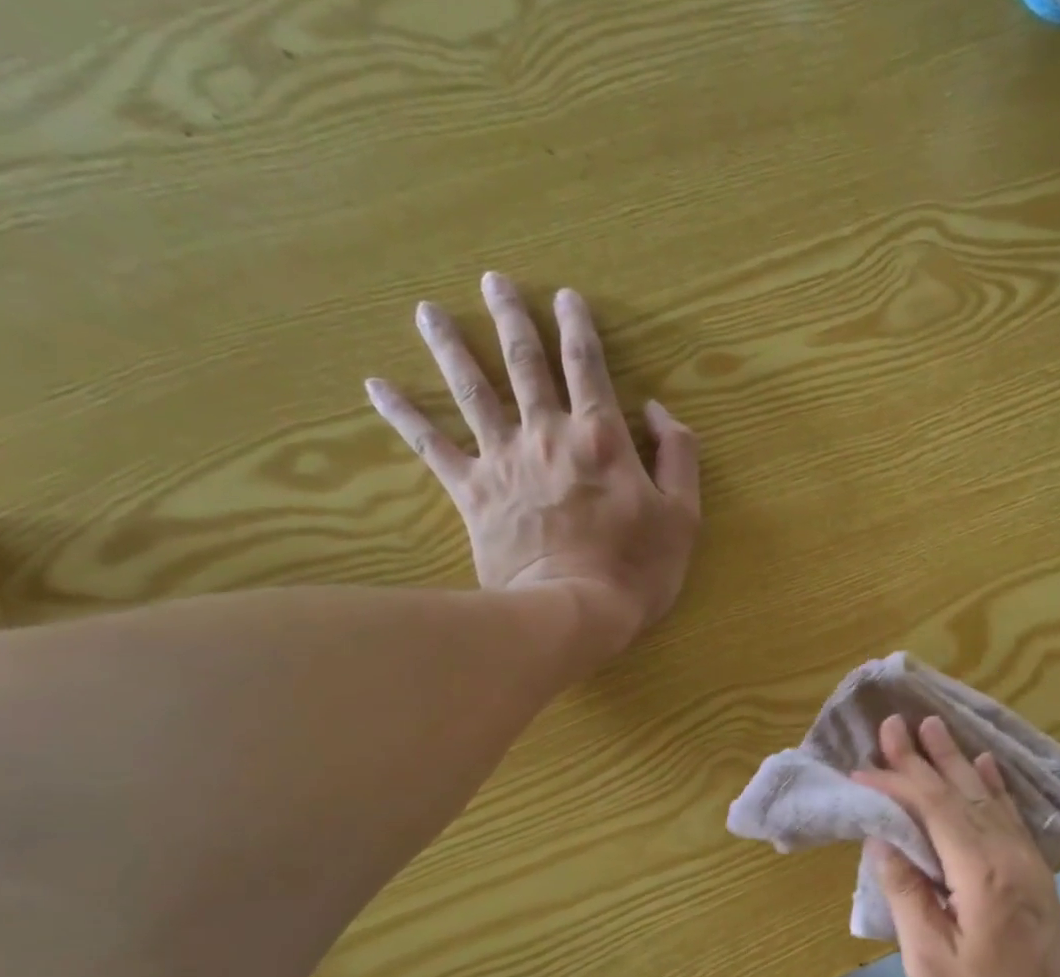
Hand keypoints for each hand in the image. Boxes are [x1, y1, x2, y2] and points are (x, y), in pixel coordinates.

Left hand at [365, 272, 699, 649]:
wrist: (573, 611)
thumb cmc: (637, 568)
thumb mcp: (684, 516)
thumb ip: (679, 456)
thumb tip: (658, 411)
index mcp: (601, 437)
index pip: (588, 367)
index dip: (579, 329)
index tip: (567, 298)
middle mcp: (547, 434)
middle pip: (524, 363)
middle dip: (511, 318)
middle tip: (493, 282)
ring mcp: (504, 460)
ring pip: (472, 389)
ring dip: (451, 346)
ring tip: (428, 311)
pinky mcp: (472, 492)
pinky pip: (431, 446)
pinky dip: (403, 414)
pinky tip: (376, 385)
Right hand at [854, 715, 1059, 976]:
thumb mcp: (929, 960)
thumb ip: (907, 893)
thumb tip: (884, 839)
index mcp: (980, 873)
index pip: (933, 810)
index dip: (897, 784)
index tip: (862, 770)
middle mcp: (1008, 853)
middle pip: (959, 792)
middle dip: (922, 757)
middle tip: (894, 723)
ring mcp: (1026, 859)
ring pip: (985, 796)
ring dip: (955, 760)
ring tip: (932, 726)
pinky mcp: (1034, 870)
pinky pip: (1010, 814)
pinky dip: (993, 785)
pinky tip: (985, 763)